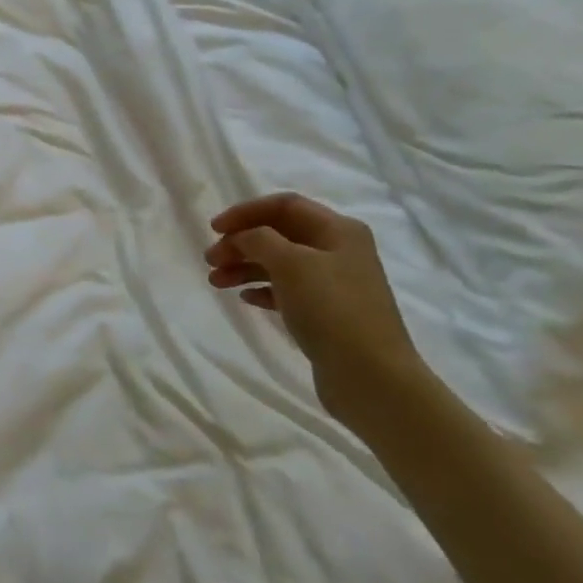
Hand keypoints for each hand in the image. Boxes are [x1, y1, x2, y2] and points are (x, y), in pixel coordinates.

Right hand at [205, 192, 433, 433]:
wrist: (372, 377)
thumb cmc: (331, 310)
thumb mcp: (290, 264)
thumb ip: (259, 239)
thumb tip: (243, 236)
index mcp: (338, 230)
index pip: (285, 205)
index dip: (246, 211)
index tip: (214, 228)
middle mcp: (339, 251)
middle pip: (280, 234)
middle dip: (242, 242)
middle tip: (210, 259)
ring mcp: (334, 284)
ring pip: (280, 263)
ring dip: (245, 267)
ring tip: (215, 281)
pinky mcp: (327, 313)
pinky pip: (287, 291)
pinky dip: (263, 289)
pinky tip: (245, 298)